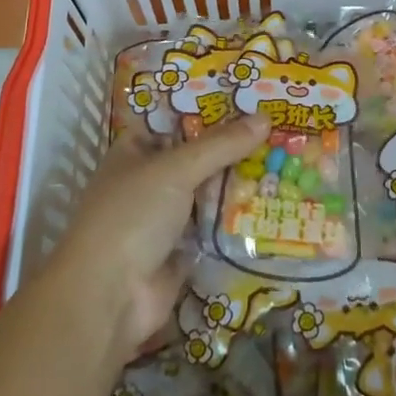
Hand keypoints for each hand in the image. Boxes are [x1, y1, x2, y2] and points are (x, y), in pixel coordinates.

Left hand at [48, 116, 270, 358]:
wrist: (109, 297)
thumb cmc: (132, 216)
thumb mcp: (175, 170)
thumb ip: (220, 145)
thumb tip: (266, 118)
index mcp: (134, 151)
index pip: (174, 121)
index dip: (208, 110)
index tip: (249, 99)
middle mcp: (149, 181)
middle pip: (196, 157)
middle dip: (232, 147)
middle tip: (278, 130)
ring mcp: (165, 218)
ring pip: (208, 192)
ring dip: (239, 183)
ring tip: (286, 161)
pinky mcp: (182, 250)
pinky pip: (215, 227)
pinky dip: (238, 219)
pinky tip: (275, 204)